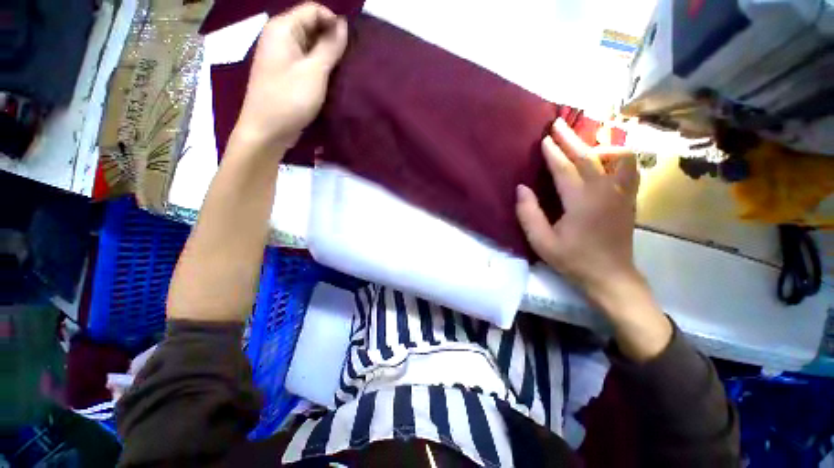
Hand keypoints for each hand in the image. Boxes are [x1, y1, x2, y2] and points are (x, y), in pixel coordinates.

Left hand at [231, 3, 347, 152]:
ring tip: (344, 69)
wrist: (267, 130)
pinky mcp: (286, 74)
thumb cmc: (289, 99)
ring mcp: (282, 56)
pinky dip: (320, 67)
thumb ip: (330, 47)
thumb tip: (343, 25)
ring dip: (328, 55)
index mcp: (282, 28)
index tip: (351, 43)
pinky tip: (331, 78)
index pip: (313, 9)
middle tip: (350, 59)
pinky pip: (306, 61)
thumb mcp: (314, 71)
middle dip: (332, 39)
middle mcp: (280, 37)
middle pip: (311, 26)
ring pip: (310, 46)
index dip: (334, 21)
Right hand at [517, 119, 671, 361]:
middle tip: (558, 124)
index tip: (543, 139)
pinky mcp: (629, 198)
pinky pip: (628, 168)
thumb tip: (522, 188)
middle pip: (587, 156)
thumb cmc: (572, 260)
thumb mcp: (541, 241)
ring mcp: (622, 193)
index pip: (565, 168)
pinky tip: (606, 159)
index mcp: (581, 201)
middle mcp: (605, 191)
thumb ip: (528, 214)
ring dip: (596, 145)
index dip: (553, 152)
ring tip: (582, 142)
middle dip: (570, 139)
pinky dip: (618, 157)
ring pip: (614, 157)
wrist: (610, 276)